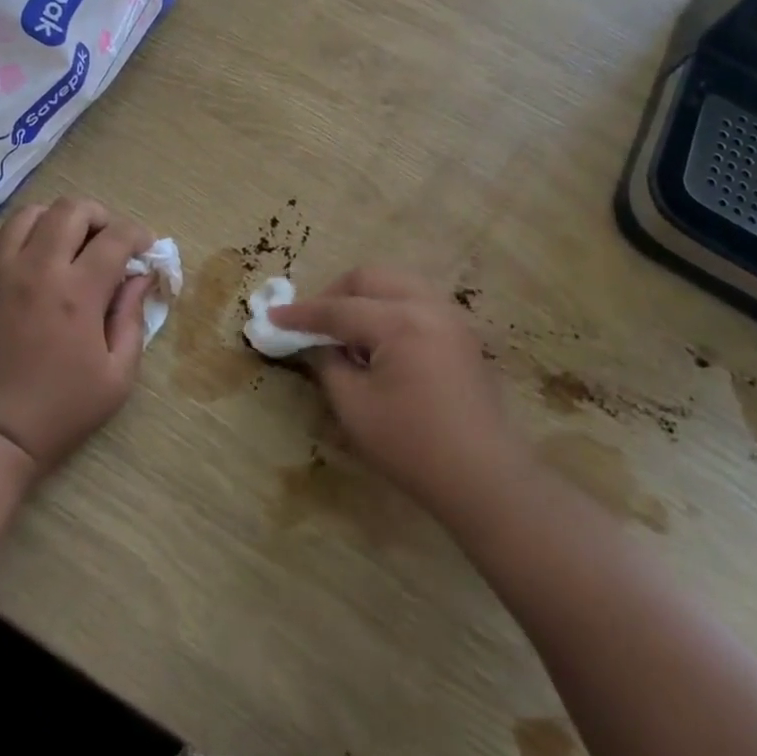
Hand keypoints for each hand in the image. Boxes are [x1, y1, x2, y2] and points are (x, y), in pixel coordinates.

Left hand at [0, 196, 153, 477]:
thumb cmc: (57, 412)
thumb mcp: (116, 378)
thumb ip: (132, 319)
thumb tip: (139, 278)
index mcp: (78, 293)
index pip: (116, 237)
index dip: (138, 236)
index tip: (145, 250)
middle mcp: (37, 269)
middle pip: (72, 209)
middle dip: (100, 216)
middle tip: (108, 242)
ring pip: (30, 213)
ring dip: (57, 221)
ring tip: (67, 245)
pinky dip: (19, 236)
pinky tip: (29, 259)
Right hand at [271, 267, 525, 521]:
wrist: (483, 477)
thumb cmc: (412, 446)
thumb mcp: (355, 407)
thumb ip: (329, 364)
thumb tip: (319, 343)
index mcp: (400, 321)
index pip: (339, 309)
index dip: (302, 314)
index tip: (272, 318)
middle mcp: (427, 306)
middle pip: (370, 278)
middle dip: (335, 294)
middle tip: (313, 323)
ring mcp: (450, 316)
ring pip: (396, 283)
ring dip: (364, 298)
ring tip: (346, 332)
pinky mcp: (461, 333)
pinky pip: (416, 300)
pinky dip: (389, 308)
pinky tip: (378, 342)